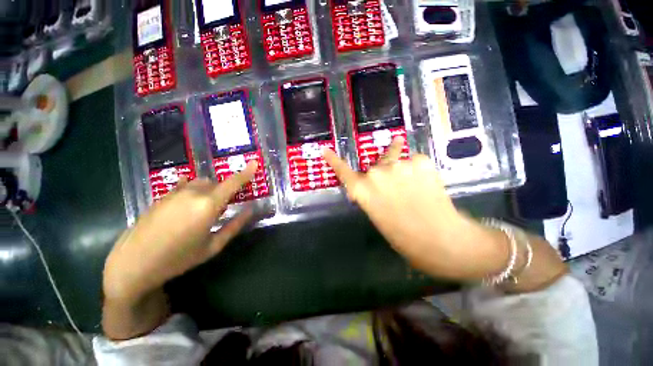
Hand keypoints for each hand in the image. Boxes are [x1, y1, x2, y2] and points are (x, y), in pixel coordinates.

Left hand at [103, 162, 257, 302]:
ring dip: (209, 191)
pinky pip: (185, 186)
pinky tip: (188, 206)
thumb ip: (234, 226)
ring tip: (204, 210)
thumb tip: (250, 210)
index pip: (232, 183)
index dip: (246, 173)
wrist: (133, 264)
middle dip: (224, 191)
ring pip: (201, 183)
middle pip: (216, 183)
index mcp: (208, 205)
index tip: (254, 163)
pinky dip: (194, 191)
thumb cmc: (178, 259)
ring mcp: (175, 193)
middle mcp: (193, 193)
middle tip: (223, 208)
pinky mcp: (162, 196)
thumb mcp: (212, 246)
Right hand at [323, 138, 509, 280]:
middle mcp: (376, 174)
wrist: (442, 240)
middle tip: (397, 191)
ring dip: (401, 172)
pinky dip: (417, 171)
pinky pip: (413, 162)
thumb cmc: (403, 236)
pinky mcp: (420, 160)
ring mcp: (399, 165)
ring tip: (414, 188)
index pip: (343, 172)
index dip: (334, 161)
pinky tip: (425, 185)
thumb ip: (371, 196)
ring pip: (396, 162)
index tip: (326, 150)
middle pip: (375, 167)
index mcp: (362, 191)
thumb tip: (372, 186)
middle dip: (383, 175)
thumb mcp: (378, 215)